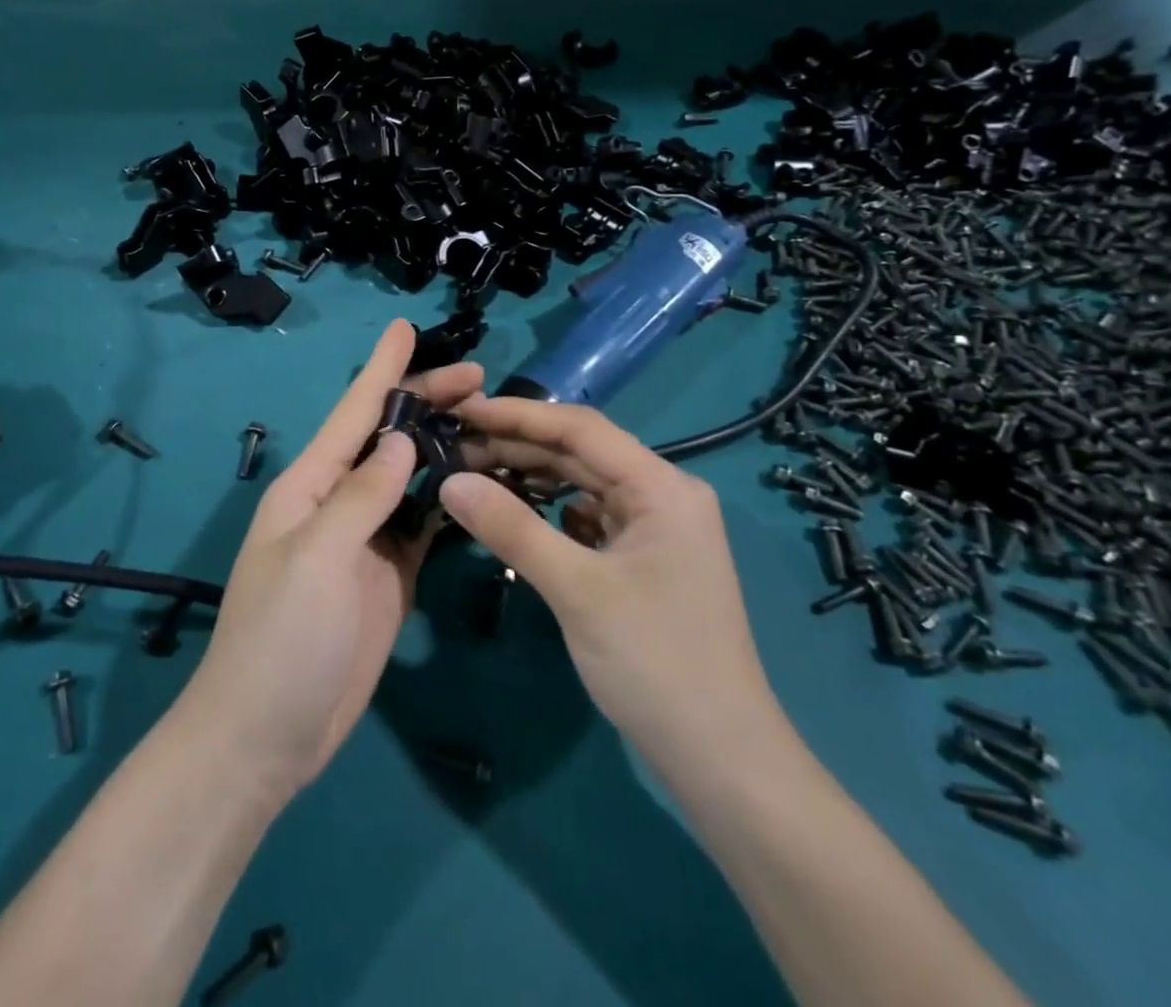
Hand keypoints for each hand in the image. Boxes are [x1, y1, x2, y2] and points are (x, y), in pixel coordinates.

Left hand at [175, 320, 481, 803]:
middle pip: (388, 439)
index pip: (353, 413)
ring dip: (444, 447)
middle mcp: (338, 502)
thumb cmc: (280, 639)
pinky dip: (449, 500)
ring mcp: (366, 540)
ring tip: (492, 422)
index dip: (382, 369)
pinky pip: (423, 524)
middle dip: (428, 403)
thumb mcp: (316, 557)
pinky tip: (480, 484)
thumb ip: (360, 495)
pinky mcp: (389, 576)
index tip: (406, 327)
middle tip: (481, 379)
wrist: (267, 737)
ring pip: (410, 478)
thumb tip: (399, 439)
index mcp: (309, 486)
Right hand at [441, 398, 786, 769]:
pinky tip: (515, 513)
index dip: (517, 415)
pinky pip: (588, 517)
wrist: (721, 759)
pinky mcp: (644, 559)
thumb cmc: (655, 663)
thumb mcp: (576, 589)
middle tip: (454, 448)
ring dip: (531, 477)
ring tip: (474, 474)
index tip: (462, 412)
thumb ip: (511, 528)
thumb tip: (449, 482)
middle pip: (580, 453)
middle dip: (518, 447)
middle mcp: (663, 495)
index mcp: (662, 486)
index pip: (580, 429)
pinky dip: (549, 511)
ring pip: (583, 484)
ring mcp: (655, 528)